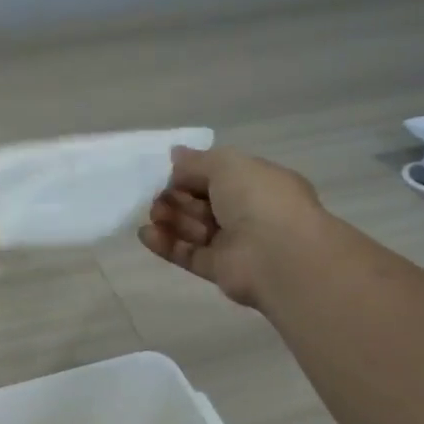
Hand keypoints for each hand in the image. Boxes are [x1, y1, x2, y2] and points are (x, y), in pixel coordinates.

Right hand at [139, 147, 325, 308]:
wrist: (277, 254)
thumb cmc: (258, 199)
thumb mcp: (227, 165)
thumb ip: (197, 161)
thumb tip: (175, 154)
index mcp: (257, 183)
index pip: (218, 175)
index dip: (191, 174)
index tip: (167, 174)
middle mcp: (247, 212)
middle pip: (202, 202)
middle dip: (177, 197)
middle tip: (157, 196)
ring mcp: (233, 243)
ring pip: (194, 228)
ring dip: (170, 219)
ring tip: (153, 215)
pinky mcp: (218, 269)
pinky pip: (188, 254)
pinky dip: (166, 244)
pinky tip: (145, 235)